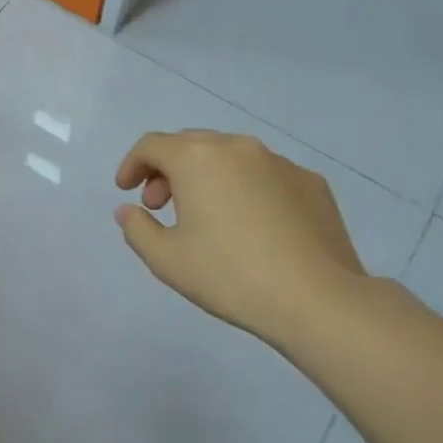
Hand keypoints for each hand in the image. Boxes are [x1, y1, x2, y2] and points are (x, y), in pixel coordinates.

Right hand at [114, 129, 366, 348]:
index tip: (126, 191)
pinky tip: (251, 225)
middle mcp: (238, 147)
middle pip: (190, 144)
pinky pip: (265, 174)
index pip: (152, 145)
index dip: (132, 165)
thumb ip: (137, 228)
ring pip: (230, 156)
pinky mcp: (311, 182)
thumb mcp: (166, 260)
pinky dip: (245, 188)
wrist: (317, 298)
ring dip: (207, 176)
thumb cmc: (230, 275)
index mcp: (198, 159)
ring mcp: (280, 162)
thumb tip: (128, 210)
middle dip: (167, 169)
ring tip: (205, 215)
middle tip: (160, 205)